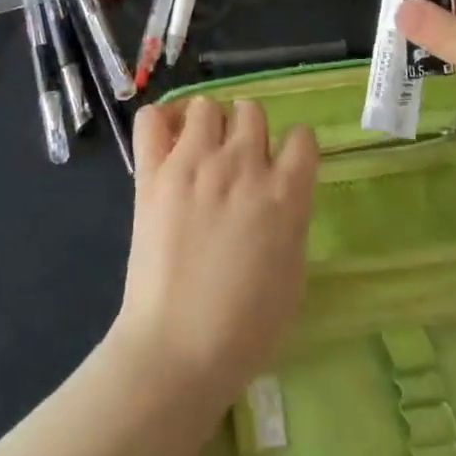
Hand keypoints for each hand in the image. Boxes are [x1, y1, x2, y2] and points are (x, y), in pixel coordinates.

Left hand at [111, 99, 317, 414]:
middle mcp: (243, 166)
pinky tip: (167, 143)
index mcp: (286, 193)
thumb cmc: (247, 328)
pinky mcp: (154, 173)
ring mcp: (195, 164)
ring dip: (209, 124)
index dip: (294, 148)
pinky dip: (162, 122)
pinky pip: (153, 118)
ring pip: (208, 105)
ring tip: (201, 151)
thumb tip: (280, 194)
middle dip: (249, 130)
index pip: (302, 136)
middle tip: (238, 161)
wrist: (179, 350)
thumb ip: (291, 219)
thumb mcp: (293, 272)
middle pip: (252, 111)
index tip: (283, 165)